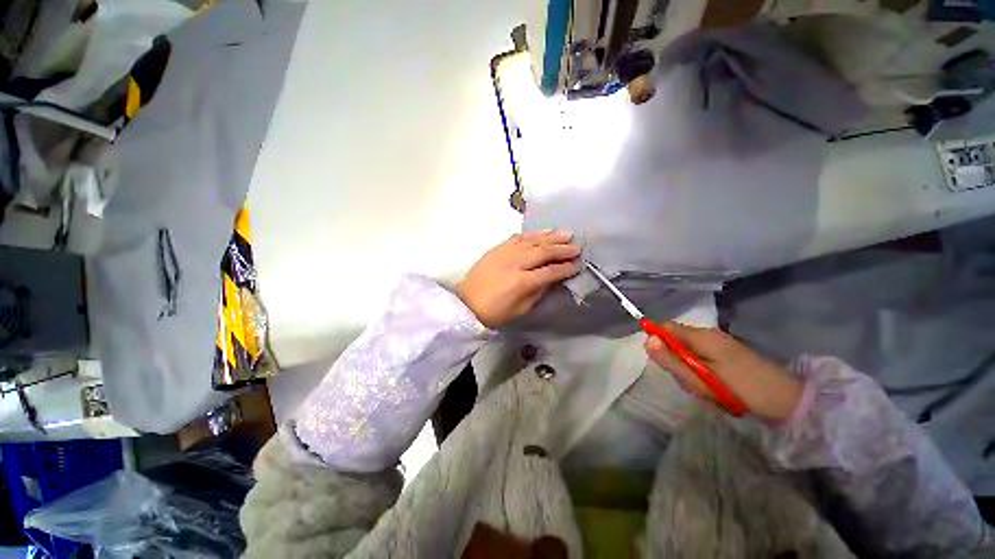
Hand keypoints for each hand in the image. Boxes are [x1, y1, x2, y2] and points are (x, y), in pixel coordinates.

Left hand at [456, 230, 579, 327]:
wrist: (466, 303)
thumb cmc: (494, 312)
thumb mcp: (521, 309)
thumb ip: (538, 291)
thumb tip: (552, 278)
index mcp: (521, 282)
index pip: (549, 272)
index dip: (565, 268)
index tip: (577, 264)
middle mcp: (514, 263)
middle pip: (542, 252)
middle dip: (561, 249)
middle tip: (576, 246)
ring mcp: (504, 253)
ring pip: (532, 240)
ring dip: (550, 236)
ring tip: (565, 233)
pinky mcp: (497, 248)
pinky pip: (517, 237)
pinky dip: (532, 233)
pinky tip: (542, 231)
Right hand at [644, 323, 802, 422]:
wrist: (787, 401)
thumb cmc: (741, 389)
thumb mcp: (700, 379)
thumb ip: (672, 360)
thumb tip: (647, 340)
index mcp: (701, 336)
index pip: (665, 327)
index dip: (657, 340)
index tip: (663, 362)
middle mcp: (708, 334)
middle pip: (675, 340)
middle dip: (675, 360)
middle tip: (690, 382)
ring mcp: (719, 343)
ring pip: (687, 351)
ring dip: (689, 369)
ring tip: (706, 388)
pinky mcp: (727, 353)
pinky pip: (701, 357)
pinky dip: (700, 371)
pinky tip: (714, 386)